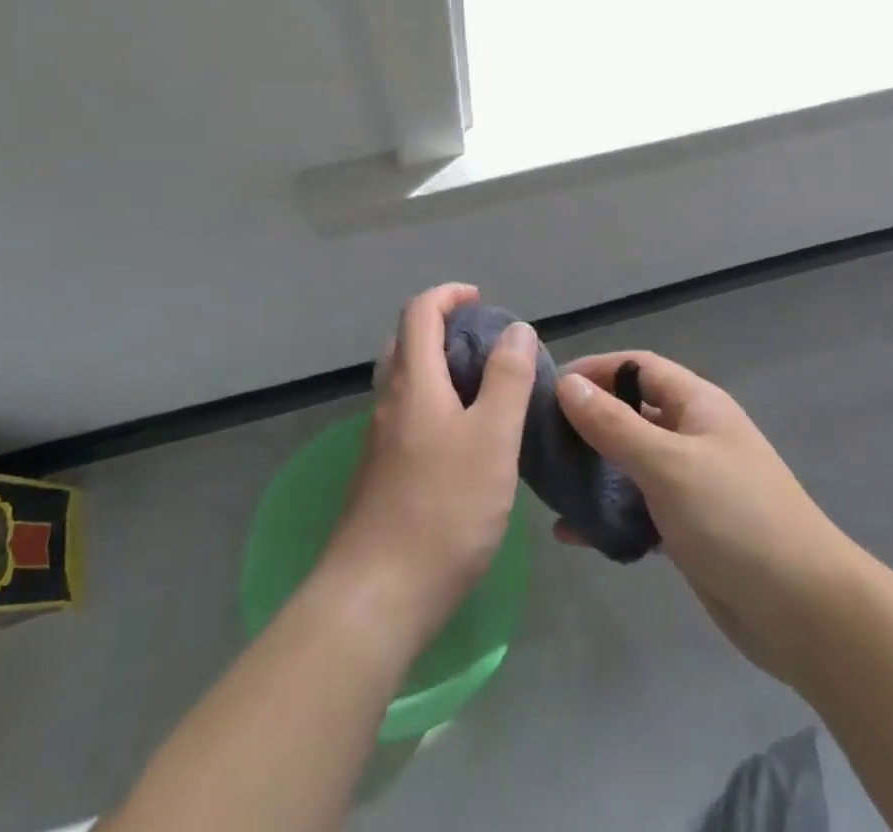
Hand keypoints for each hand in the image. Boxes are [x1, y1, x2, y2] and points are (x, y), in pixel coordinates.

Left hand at [316, 284, 537, 646]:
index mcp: (413, 382)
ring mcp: (379, 442)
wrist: (375, 599)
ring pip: (406, 385)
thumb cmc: (443, 509)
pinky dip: (434, 408)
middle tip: (486, 347)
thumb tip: (517, 329)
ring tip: (484, 394)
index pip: (420, 312)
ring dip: (440, 371)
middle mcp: (389, 403)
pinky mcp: (379, 477)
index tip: (481, 301)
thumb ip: (507, 379)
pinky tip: (463, 445)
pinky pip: (407, 420)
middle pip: (407, 344)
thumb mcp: (492, 438)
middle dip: (443, 330)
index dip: (448, 295)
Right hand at [554, 352, 854, 684]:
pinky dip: (607, 516)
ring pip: (629, 464)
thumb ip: (614, 424)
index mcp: (697, 405)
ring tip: (547, 483)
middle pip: (629, 414)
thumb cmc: (736, 518)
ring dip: (592, 471)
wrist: (806, 614)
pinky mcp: (687, 529)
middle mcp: (692, 436)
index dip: (594, 369)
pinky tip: (573, 533)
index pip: (636, 367)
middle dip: (586, 422)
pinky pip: (637, 510)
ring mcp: (690, 484)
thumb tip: (567, 384)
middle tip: (538, 438)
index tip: (548, 387)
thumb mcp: (668, 463)